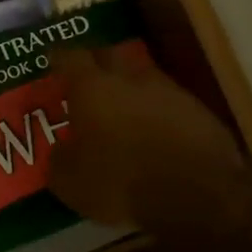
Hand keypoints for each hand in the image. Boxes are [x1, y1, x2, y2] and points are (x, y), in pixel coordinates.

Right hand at [47, 48, 251, 229]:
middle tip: (87, 79)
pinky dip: (158, 111)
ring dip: (131, 88)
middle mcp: (130, 78)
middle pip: (110, 55)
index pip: (69, 58)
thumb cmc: (120, 182)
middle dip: (97, 63)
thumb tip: (62, 150)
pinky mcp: (199, 110)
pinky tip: (155, 131)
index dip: (58, 58)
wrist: (195, 196)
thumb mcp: (70, 181)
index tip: (52, 61)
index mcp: (93, 87)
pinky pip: (170, 102)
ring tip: (123, 108)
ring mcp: (169, 91)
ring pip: (143, 77)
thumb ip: (60, 158)